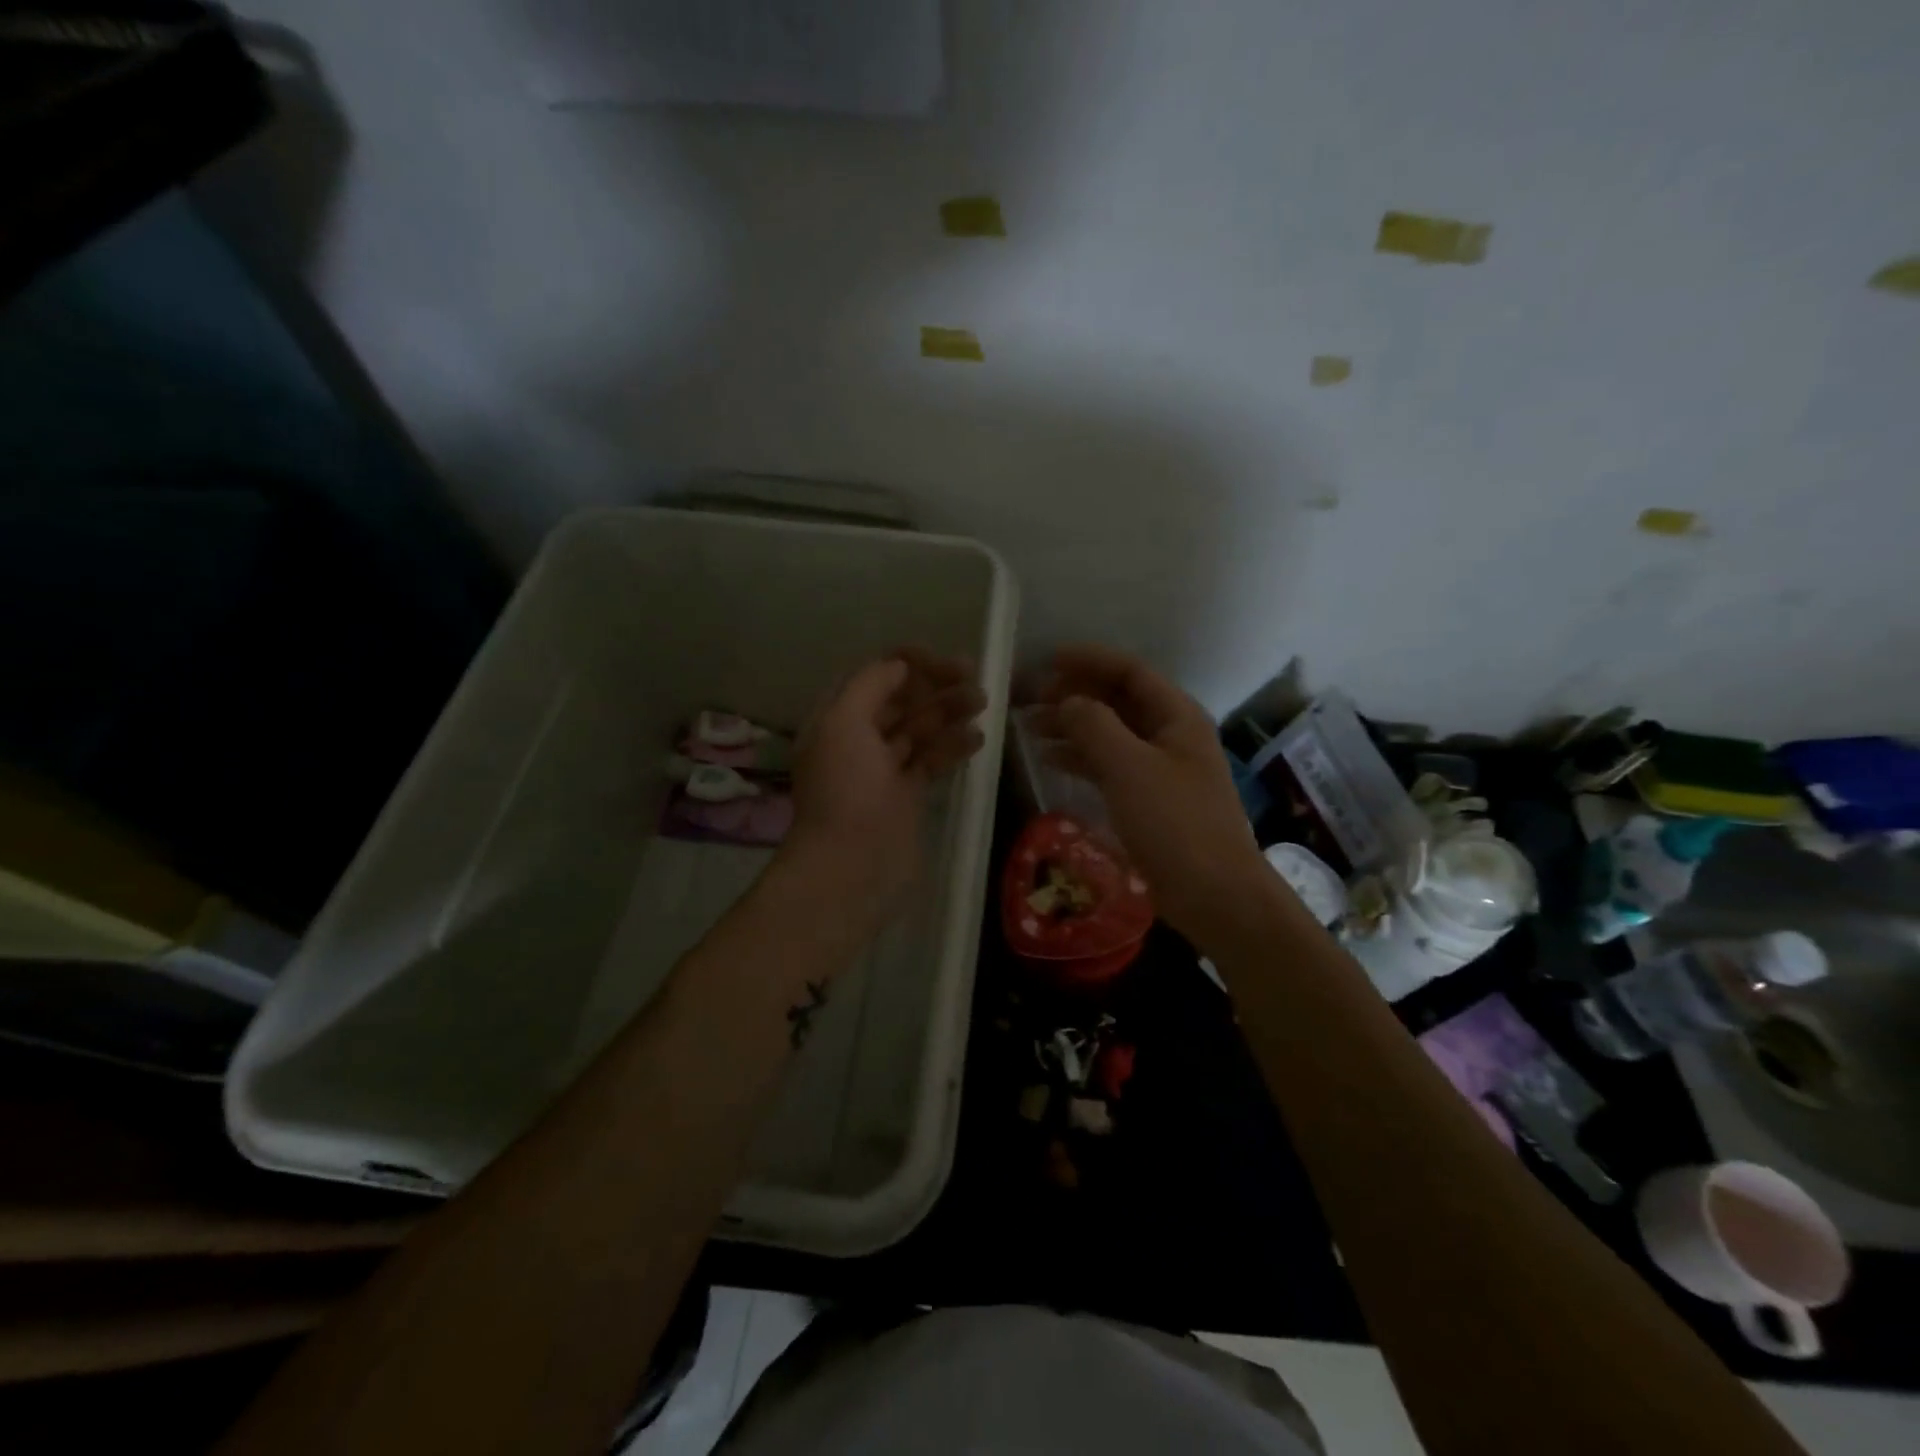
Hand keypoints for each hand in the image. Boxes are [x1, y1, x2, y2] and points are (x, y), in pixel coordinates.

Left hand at [784, 648, 986, 908]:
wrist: (851, 866)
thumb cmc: (845, 790)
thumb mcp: (844, 723)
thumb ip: (870, 685)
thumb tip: (899, 665)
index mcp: (836, 718)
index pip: (873, 676)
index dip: (907, 664)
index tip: (943, 661)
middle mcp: (858, 739)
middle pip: (900, 700)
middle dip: (934, 685)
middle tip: (974, 676)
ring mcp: (883, 768)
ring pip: (919, 728)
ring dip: (949, 711)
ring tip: (983, 702)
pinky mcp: (906, 795)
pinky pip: (931, 760)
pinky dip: (952, 746)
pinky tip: (977, 738)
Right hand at [1036, 644, 1266, 943]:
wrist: (1214, 894)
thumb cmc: (1175, 824)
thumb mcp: (1130, 768)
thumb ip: (1094, 726)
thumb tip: (1066, 701)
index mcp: (1176, 716)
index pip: (1129, 671)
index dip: (1089, 661)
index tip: (1047, 660)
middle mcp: (1170, 734)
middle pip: (1117, 700)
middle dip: (1074, 694)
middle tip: (1030, 697)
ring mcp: (1160, 768)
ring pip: (1110, 732)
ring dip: (1072, 725)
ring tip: (1029, 726)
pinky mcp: (1149, 798)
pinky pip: (1110, 764)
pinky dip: (1081, 757)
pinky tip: (1050, 759)